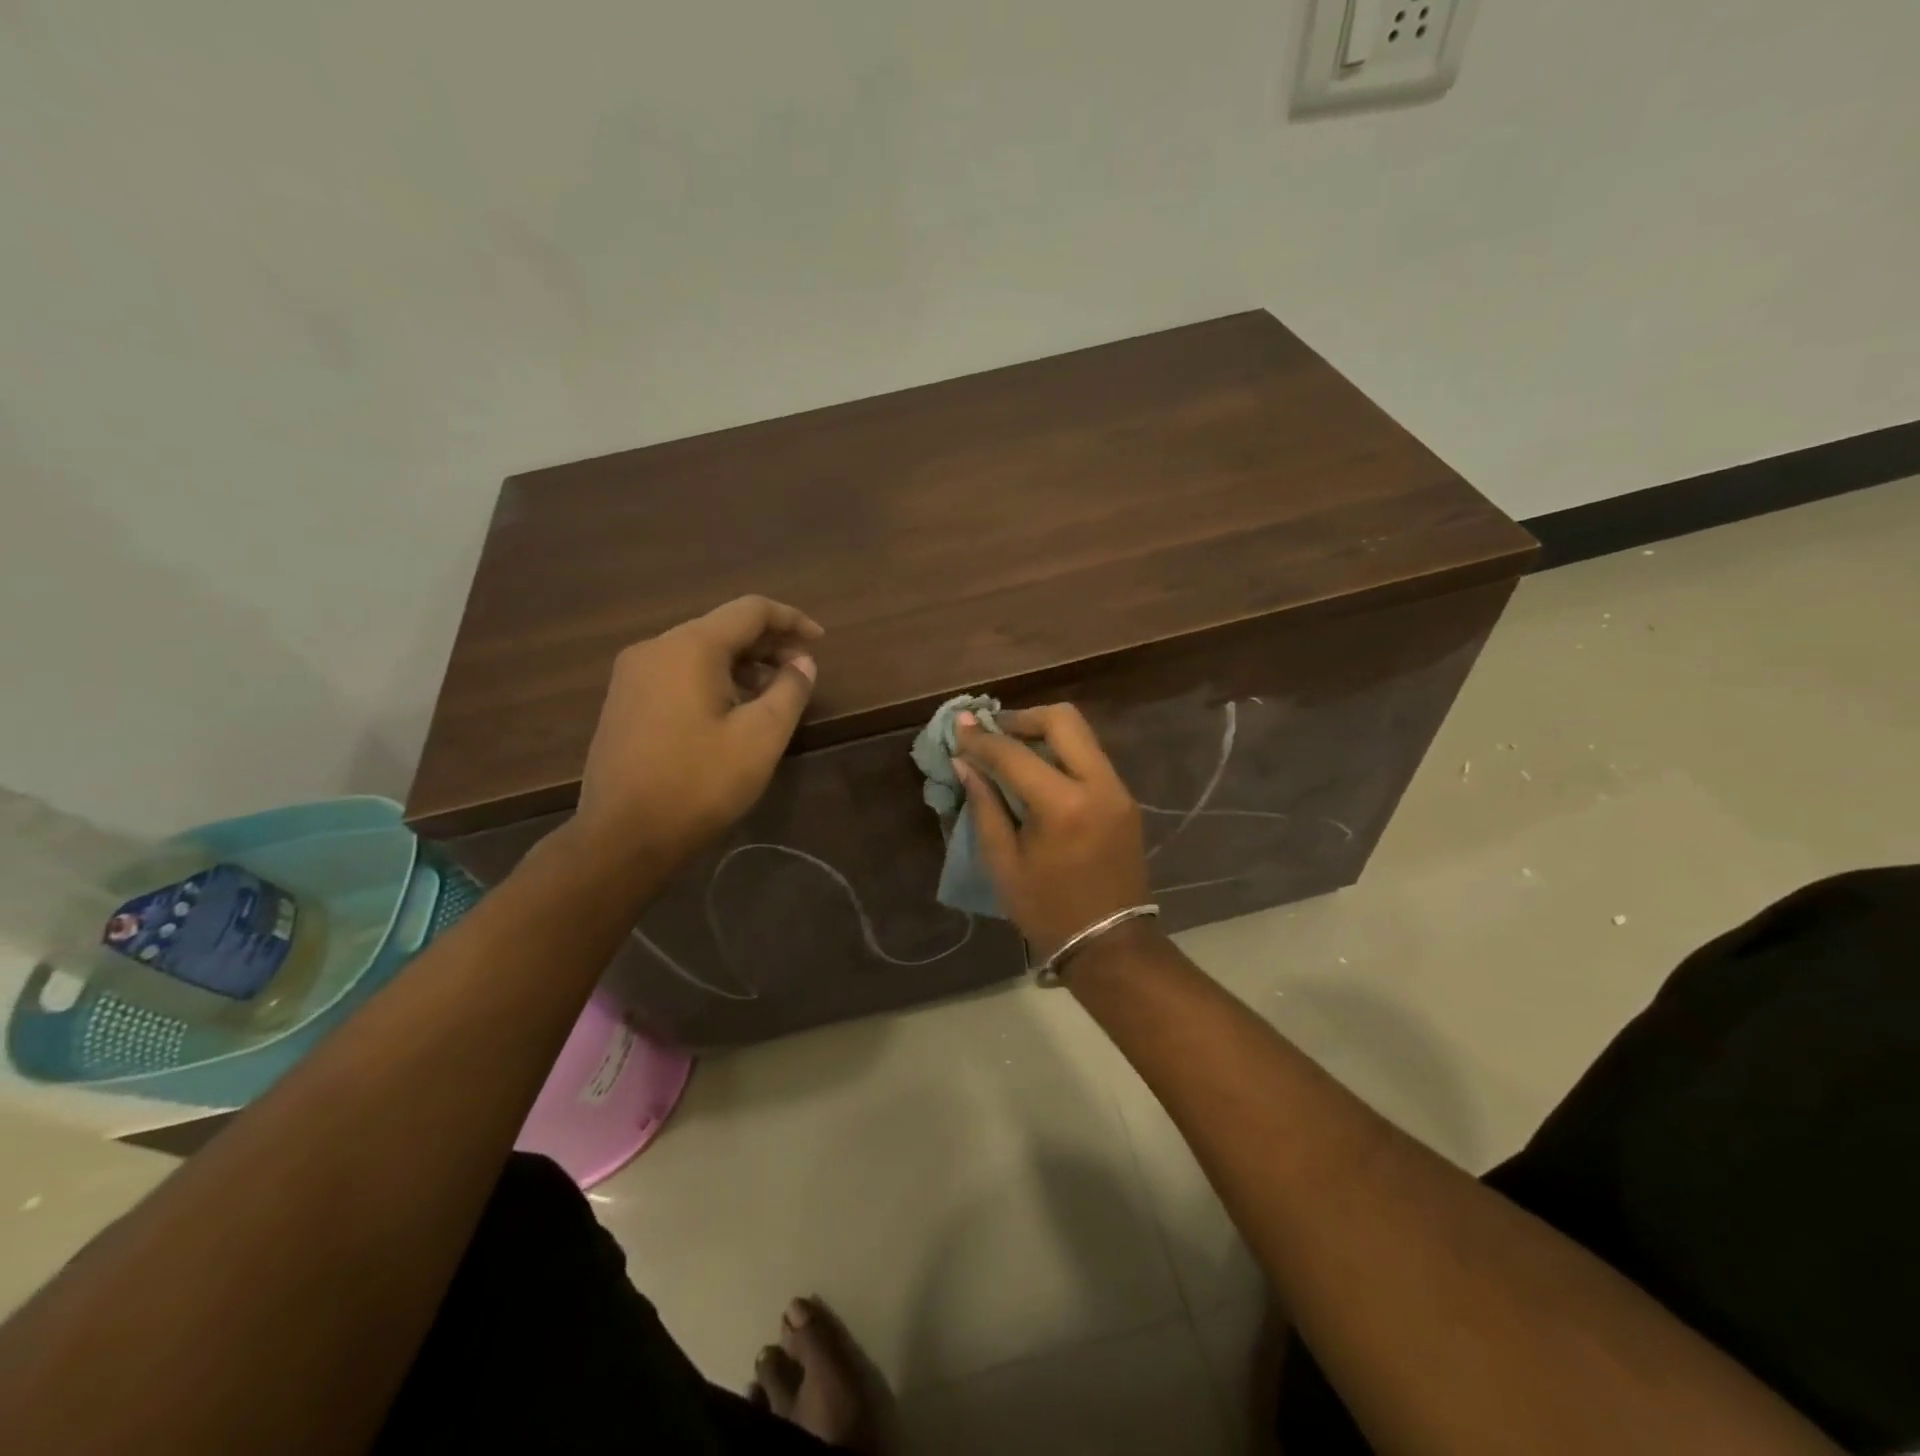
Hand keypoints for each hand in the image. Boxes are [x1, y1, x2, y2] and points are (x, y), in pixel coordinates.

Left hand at [571, 595, 822, 867]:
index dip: (791, 620)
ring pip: (700, 651)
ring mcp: (632, 675)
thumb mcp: (760, 738)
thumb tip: (802, 663)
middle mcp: (655, 648)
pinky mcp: (624, 702)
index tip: (820, 642)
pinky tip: (732, 711)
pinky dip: (714, 679)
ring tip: (774, 695)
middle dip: (768, 645)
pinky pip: (678, 673)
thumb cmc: (699, 784)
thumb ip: (789, 691)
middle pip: (722, 627)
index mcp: (690, 647)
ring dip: (743, 664)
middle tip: (801, 673)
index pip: (750, 610)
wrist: (622, 837)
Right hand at [955, 704, 1151, 961]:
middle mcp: (1099, 785)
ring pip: (1082, 735)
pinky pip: (1091, 757)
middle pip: (1063, 720)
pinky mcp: (1125, 799)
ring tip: (1011, 749)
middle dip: (1023, 718)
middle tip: (993, 733)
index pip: (1015, 754)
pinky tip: (1038, 771)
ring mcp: (1118, 790)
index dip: (982, 739)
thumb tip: (965, 762)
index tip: (960, 726)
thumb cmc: (1048, 910)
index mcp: (1064, 806)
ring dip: (1044, 733)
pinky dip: (1062, 753)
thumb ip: (984, 806)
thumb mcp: (1003, 863)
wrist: (1110, 944)